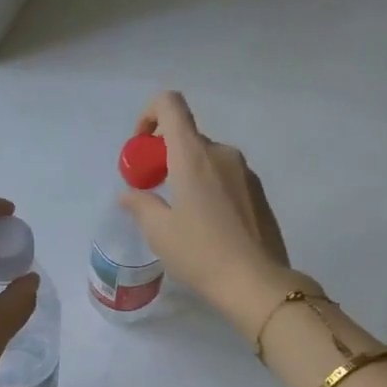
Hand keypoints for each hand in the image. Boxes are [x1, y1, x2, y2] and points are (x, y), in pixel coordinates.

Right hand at [118, 91, 298, 341]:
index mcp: (194, 155)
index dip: (149, 115)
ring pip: (207, 159)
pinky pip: (225, 177)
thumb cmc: (200, 253)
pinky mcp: (258, 193)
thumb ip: (140, 204)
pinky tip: (205, 226)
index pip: (170, 104)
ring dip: (186, 174)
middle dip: (164, 157)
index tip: (141, 149)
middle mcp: (222, 153)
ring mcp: (245, 172)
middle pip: (187, 137)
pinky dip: (208, 188)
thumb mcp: (159, 231)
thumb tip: (129, 193)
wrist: (255, 282)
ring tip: (179, 214)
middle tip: (153, 192)